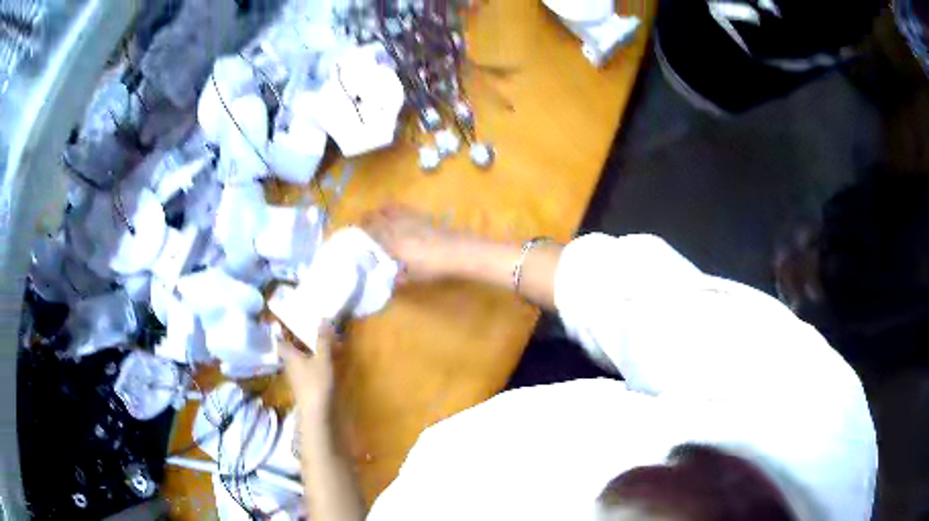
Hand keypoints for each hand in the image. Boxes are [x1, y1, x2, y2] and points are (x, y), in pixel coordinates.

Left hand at [278, 322, 339, 422]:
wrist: (316, 412)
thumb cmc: (316, 382)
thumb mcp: (323, 359)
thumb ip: (323, 340)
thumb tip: (323, 319)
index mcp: (290, 356)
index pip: (281, 342)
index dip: (281, 333)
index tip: (283, 324)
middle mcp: (290, 366)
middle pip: (291, 351)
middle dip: (299, 342)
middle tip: (308, 332)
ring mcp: (296, 378)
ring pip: (299, 361)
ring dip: (308, 353)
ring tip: (320, 346)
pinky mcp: (304, 387)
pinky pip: (306, 370)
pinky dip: (313, 364)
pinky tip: (323, 364)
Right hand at [362, 206, 461, 282]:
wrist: (456, 251)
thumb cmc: (432, 267)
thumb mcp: (412, 277)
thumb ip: (397, 278)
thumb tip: (388, 280)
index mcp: (389, 242)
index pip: (367, 234)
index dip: (356, 235)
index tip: (351, 240)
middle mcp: (394, 226)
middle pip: (372, 217)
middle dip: (364, 223)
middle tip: (360, 232)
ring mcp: (406, 217)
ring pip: (384, 210)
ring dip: (376, 214)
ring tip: (373, 221)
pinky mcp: (418, 214)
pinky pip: (399, 208)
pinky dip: (391, 210)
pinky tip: (392, 216)